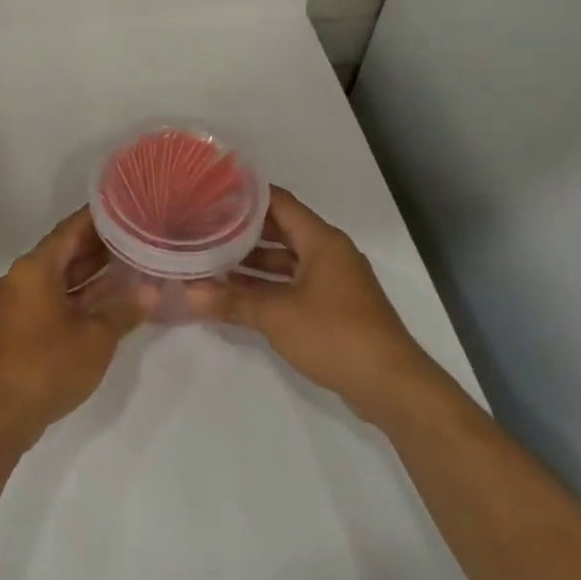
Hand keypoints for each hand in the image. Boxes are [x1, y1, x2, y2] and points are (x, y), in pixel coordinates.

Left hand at [0, 208, 147, 447]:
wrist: (5, 411)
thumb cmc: (50, 364)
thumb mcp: (96, 337)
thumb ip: (125, 310)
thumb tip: (152, 292)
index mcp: (36, 268)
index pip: (71, 230)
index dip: (99, 219)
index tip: (126, 208)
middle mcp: (23, 276)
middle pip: (64, 251)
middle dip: (99, 245)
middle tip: (136, 234)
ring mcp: (20, 301)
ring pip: (60, 276)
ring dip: (91, 271)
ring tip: (130, 260)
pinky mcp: (21, 324)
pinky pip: (53, 296)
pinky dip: (78, 294)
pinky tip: (109, 296)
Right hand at [196, 187, 439, 425]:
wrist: (391, 386)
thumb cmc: (335, 335)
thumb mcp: (276, 316)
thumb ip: (232, 302)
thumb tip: (188, 294)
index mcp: (321, 241)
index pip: (278, 202)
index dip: (245, 196)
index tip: (211, 194)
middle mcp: (329, 253)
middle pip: (280, 229)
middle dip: (242, 230)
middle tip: (204, 227)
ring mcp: (333, 281)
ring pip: (286, 260)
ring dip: (252, 262)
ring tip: (211, 260)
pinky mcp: (334, 307)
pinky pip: (293, 283)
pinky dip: (267, 285)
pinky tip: (237, 294)